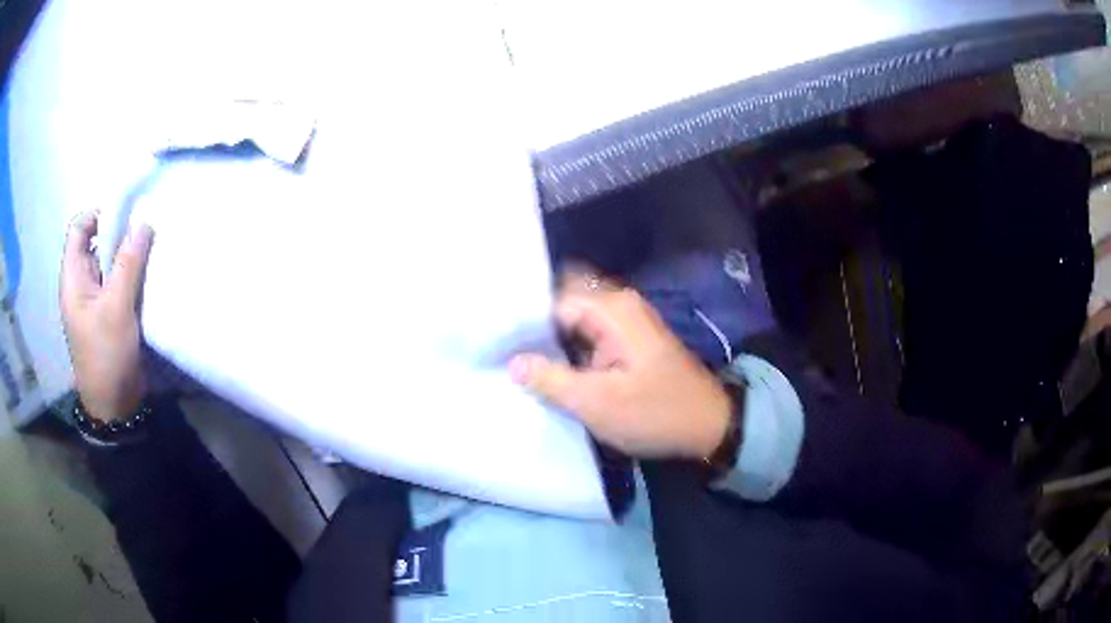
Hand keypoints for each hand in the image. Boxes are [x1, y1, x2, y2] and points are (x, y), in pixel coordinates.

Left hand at [60, 212, 153, 421]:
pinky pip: (118, 283)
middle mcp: (81, 284)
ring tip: (149, 252)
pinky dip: (131, 275)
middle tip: (144, 233)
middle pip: (95, 243)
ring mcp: (94, 300)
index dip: (98, 215)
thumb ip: (128, 263)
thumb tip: (143, 222)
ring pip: (109, 263)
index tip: (125, 216)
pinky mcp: (108, 314)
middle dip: (118, 234)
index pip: (79, 229)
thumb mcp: (116, 308)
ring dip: (127, 256)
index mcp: (73, 279)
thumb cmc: (107, 356)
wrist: (115, 407)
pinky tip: (147, 276)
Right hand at [509, 271, 730, 459]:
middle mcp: (617, 305)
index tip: (490, 341)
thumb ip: (550, 380)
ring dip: (547, 337)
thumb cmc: (656, 413)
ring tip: (509, 354)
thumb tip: (512, 362)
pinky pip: (586, 333)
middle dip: (531, 324)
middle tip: (495, 345)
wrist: (709, 425)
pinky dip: (565, 346)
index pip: (550, 301)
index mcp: (611, 310)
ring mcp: (624, 322)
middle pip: (561, 303)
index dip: (519, 322)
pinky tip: (542, 364)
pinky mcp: (627, 340)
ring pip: (572, 319)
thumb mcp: (598, 403)